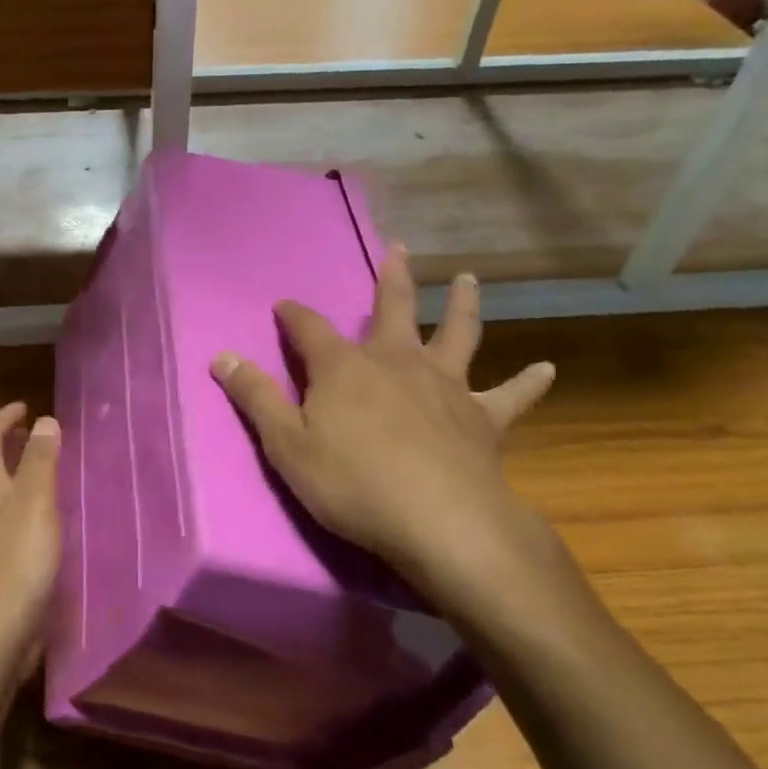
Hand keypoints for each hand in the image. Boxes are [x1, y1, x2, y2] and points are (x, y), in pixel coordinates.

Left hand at [0, 403, 61, 678]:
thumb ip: (40, 461)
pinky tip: (42, 524)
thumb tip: (44, 420)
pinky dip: (19, 506)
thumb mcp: (36, 504)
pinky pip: (0, 521)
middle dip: (9, 444)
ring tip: (47, 476)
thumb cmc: (16, 563)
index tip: (26, 407)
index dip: (3, 417)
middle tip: (41, 438)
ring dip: (14, 475)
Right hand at [211, 250, 584, 635]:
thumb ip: (255, 397)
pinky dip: (528, 381)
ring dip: (462, 304)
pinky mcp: (483, 417)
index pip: (309, 328)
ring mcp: (445, 385)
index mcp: (345, 367)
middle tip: (399, 248)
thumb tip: (221, 355)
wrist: (438, 520)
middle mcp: (396, 361)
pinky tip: (546, 368)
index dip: (293, 315)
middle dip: (392, 278)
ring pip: (458, 334)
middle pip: (394, 308)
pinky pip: (511, 395)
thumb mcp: (285, 445)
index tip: (283, 305)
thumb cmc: (351, 483)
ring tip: (469, 280)